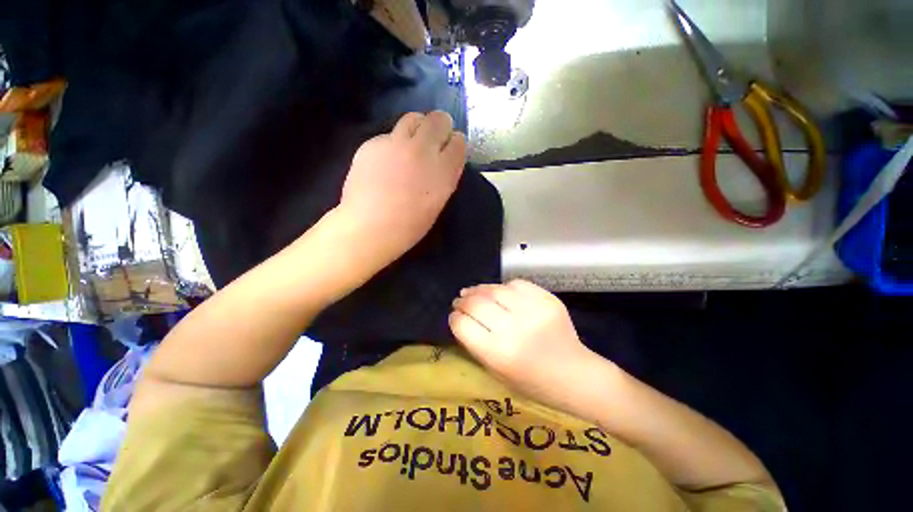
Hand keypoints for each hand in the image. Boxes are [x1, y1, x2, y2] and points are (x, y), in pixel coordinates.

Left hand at [338, 111, 465, 264]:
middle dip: (440, 126)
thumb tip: (444, 160)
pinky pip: (389, 135)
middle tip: (434, 138)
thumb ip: (445, 177)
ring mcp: (396, 144)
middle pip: (438, 120)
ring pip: (413, 118)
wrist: (370, 227)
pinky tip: (386, 161)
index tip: (449, 148)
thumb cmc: (410, 225)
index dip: (455, 143)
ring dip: (417, 127)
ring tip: (411, 144)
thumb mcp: (438, 202)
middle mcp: (422, 151)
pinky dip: (393, 143)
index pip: (458, 141)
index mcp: (443, 171)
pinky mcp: (373, 143)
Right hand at [450, 280, 600, 406]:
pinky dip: (504, 287)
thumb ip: (476, 344)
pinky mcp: (548, 299)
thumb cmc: (533, 382)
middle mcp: (514, 328)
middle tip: (460, 300)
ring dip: (479, 289)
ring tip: (474, 292)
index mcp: (498, 353)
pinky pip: (516, 284)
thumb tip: (461, 317)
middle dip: (463, 300)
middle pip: (475, 303)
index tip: (454, 315)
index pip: (462, 325)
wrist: (576, 375)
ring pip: (494, 289)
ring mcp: (533, 310)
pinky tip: (500, 292)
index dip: (454, 318)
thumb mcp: (497, 371)